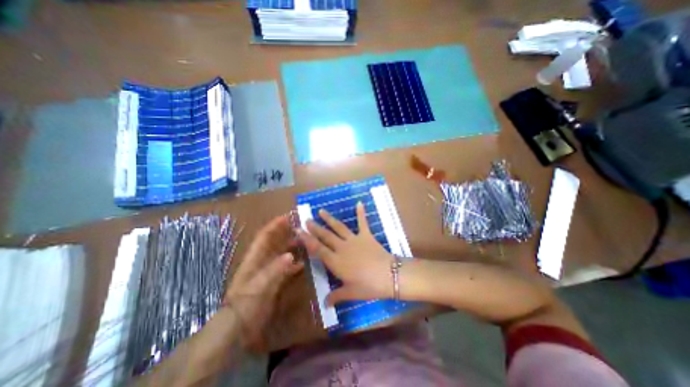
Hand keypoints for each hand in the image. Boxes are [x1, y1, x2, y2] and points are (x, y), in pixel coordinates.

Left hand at [226, 216, 302, 349]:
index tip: (287, 217)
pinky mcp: (274, 282)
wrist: (238, 328)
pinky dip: (294, 264)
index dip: (275, 225)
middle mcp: (262, 262)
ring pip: (281, 254)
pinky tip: (304, 263)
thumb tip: (291, 255)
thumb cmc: (245, 303)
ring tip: (305, 241)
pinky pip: (286, 268)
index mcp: (255, 258)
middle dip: (286, 233)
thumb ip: (275, 270)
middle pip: (275, 243)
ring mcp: (268, 272)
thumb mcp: (259, 285)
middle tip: (301, 226)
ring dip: (292, 247)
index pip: (265, 236)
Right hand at [297, 202, 393, 304]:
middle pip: (325, 236)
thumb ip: (336, 296)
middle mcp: (342, 248)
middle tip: (306, 219)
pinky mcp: (366, 235)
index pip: (317, 249)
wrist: (389, 275)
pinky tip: (359, 203)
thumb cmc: (368, 286)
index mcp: (336, 261)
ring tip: (321, 211)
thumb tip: (324, 304)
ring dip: (329, 219)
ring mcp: (354, 239)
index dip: (307, 239)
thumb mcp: (351, 293)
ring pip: (339, 227)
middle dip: (315, 228)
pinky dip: (361, 213)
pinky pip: (363, 222)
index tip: (299, 230)